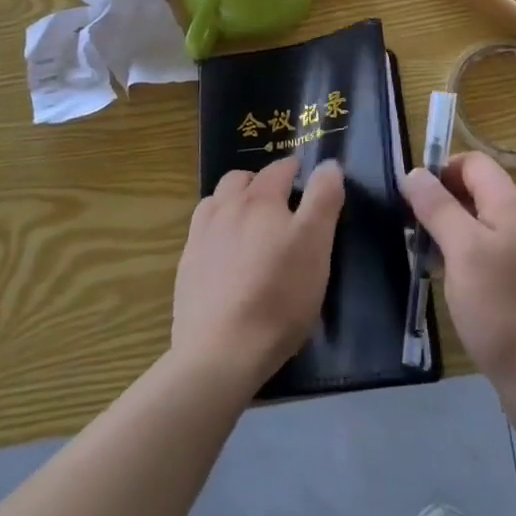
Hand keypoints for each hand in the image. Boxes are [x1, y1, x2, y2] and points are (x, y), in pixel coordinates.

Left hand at [172, 156, 344, 394]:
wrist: (221, 352)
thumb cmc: (279, 295)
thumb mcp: (316, 245)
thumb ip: (323, 199)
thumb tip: (329, 164)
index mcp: (260, 199)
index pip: (279, 169)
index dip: (294, 169)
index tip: (304, 177)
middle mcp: (225, 208)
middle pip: (239, 179)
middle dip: (259, 182)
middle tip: (278, 202)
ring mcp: (200, 237)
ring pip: (216, 202)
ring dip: (232, 202)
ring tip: (248, 224)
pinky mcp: (186, 267)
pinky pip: (201, 233)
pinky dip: (215, 231)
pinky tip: (224, 255)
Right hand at [403, 153, 515, 411]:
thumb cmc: (500, 308)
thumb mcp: (461, 250)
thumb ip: (437, 206)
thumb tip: (414, 172)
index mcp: (511, 205)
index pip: (473, 162)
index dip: (441, 171)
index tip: (414, 199)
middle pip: (475, 191)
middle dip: (440, 203)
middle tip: (413, 230)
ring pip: (478, 223)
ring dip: (448, 232)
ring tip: (423, 257)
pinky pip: (486, 252)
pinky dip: (463, 256)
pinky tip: (447, 281)